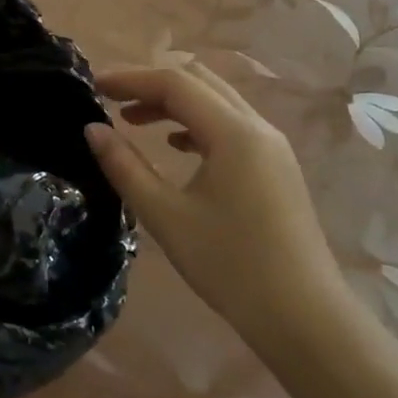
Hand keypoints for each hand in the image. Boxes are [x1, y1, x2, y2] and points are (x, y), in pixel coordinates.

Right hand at [85, 64, 348, 363]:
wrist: (305, 319)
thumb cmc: (230, 265)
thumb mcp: (165, 216)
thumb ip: (125, 167)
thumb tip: (92, 129)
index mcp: (233, 132)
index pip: (174, 83)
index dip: (130, 78)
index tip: (93, 85)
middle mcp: (257, 127)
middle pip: (198, 82)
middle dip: (151, 83)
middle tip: (110, 99)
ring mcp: (272, 147)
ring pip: (216, 101)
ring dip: (174, 102)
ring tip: (133, 120)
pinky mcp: (276, 168)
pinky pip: (231, 125)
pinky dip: (196, 122)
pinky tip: (175, 145)